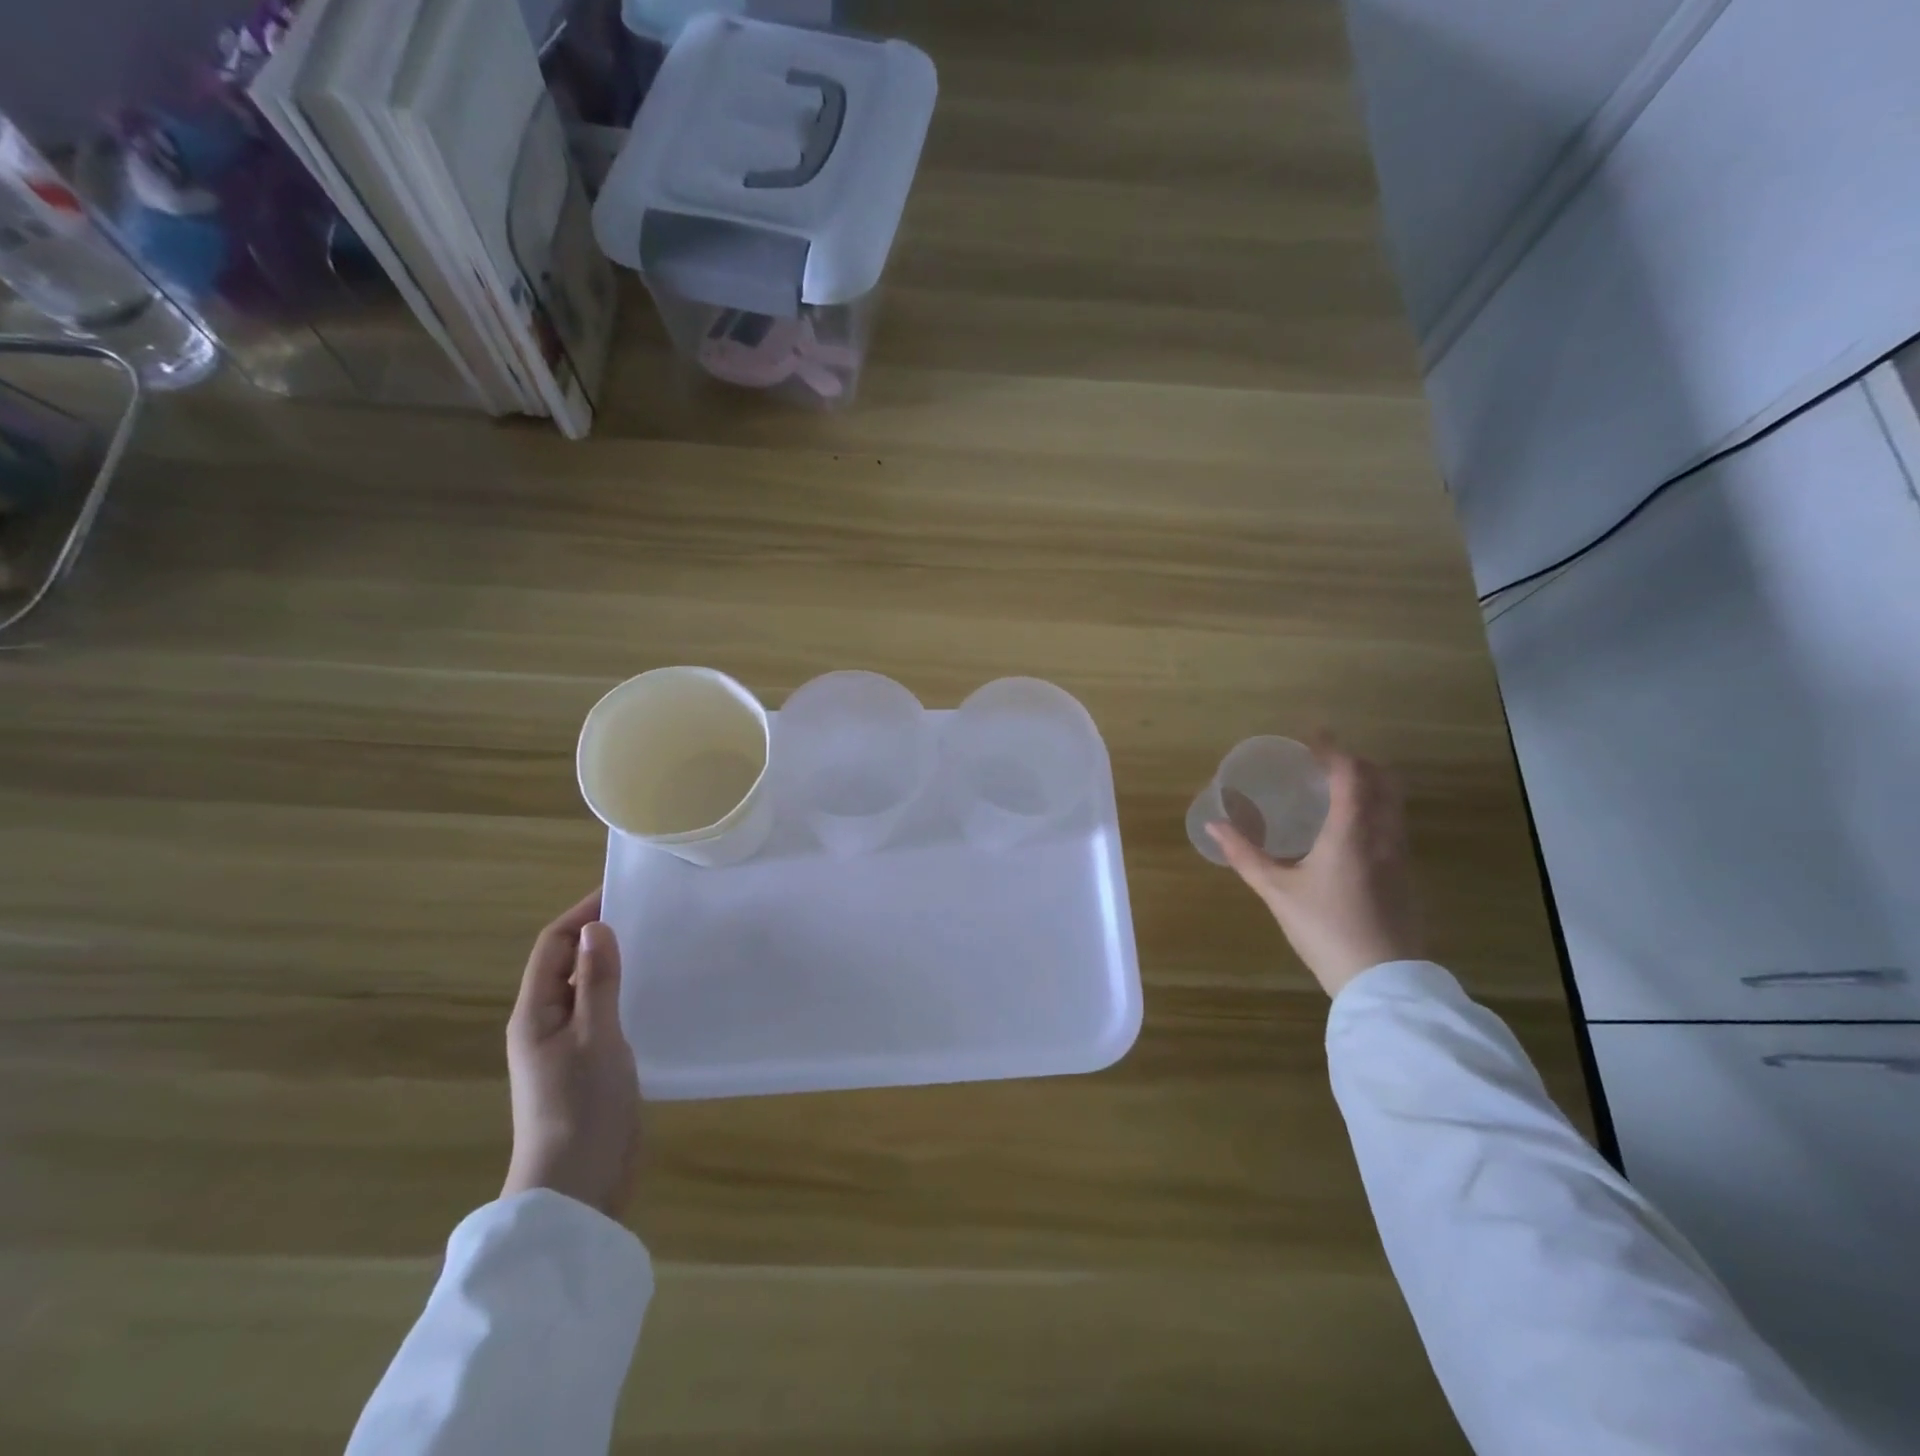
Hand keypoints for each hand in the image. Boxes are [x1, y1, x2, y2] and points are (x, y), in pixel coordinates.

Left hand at [502, 891, 640, 1218]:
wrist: (578, 1186)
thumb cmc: (582, 1106)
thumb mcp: (596, 1036)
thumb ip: (598, 981)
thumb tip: (596, 926)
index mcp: (535, 1014)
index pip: (553, 946)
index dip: (582, 915)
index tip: (621, 892)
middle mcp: (546, 1024)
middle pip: (568, 964)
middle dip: (600, 935)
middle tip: (649, 914)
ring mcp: (567, 1048)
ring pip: (588, 990)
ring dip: (614, 964)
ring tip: (658, 944)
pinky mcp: (590, 1066)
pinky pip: (604, 1015)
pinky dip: (624, 994)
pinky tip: (655, 993)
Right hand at [1207, 738, 1423, 997]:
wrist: (1382, 981)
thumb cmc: (1325, 929)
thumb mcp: (1277, 892)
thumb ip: (1245, 855)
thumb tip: (1214, 826)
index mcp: (1351, 832)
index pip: (1350, 773)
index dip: (1331, 750)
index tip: (1310, 736)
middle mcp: (1383, 835)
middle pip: (1382, 780)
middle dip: (1355, 762)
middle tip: (1323, 762)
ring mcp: (1400, 857)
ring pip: (1393, 804)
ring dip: (1368, 786)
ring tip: (1334, 791)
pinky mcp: (1406, 877)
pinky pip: (1392, 826)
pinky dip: (1373, 811)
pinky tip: (1348, 832)